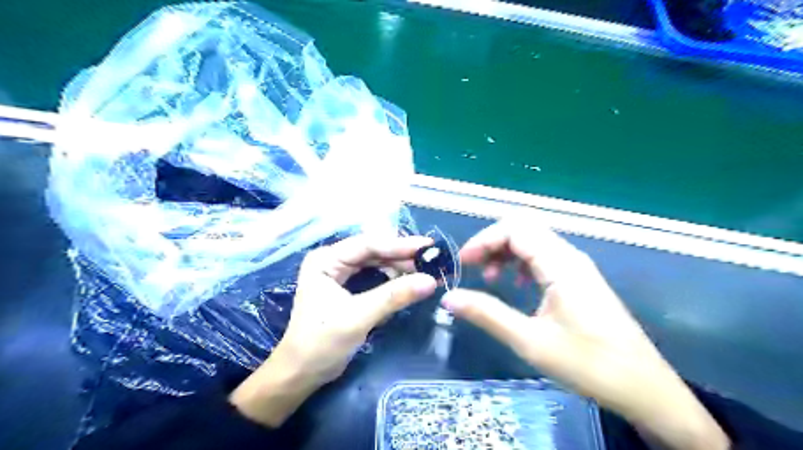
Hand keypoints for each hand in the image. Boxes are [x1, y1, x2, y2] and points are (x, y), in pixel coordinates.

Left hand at [229, 235, 436, 426]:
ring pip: (376, 264)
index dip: (399, 245)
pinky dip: (392, 280)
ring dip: (399, 268)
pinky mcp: (348, 288)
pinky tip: (409, 283)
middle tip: (432, 260)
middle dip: (401, 256)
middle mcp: (333, 261)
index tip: (428, 246)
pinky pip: (375, 277)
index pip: (368, 245)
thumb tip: (431, 281)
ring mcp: (340, 274)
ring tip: (425, 271)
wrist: (302, 374)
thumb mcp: (359, 317)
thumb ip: (394, 296)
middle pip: (373, 251)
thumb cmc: (322, 342)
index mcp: (326, 259)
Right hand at [443, 218, 732, 449]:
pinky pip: (544, 256)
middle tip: (473, 267)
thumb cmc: (588, 364)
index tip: (463, 263)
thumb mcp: (530, 342)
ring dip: (506, 251)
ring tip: (490, 277)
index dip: (484, 239)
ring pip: (534, 241)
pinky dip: (521, 262)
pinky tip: (516, 284)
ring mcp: (577, 267)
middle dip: (492, 242)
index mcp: (560, 264)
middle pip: (524, 228)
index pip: (515, 228)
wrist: (644, 388)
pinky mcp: (579, 279)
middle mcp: (569, 257)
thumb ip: (487, 314)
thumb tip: (449, 297)